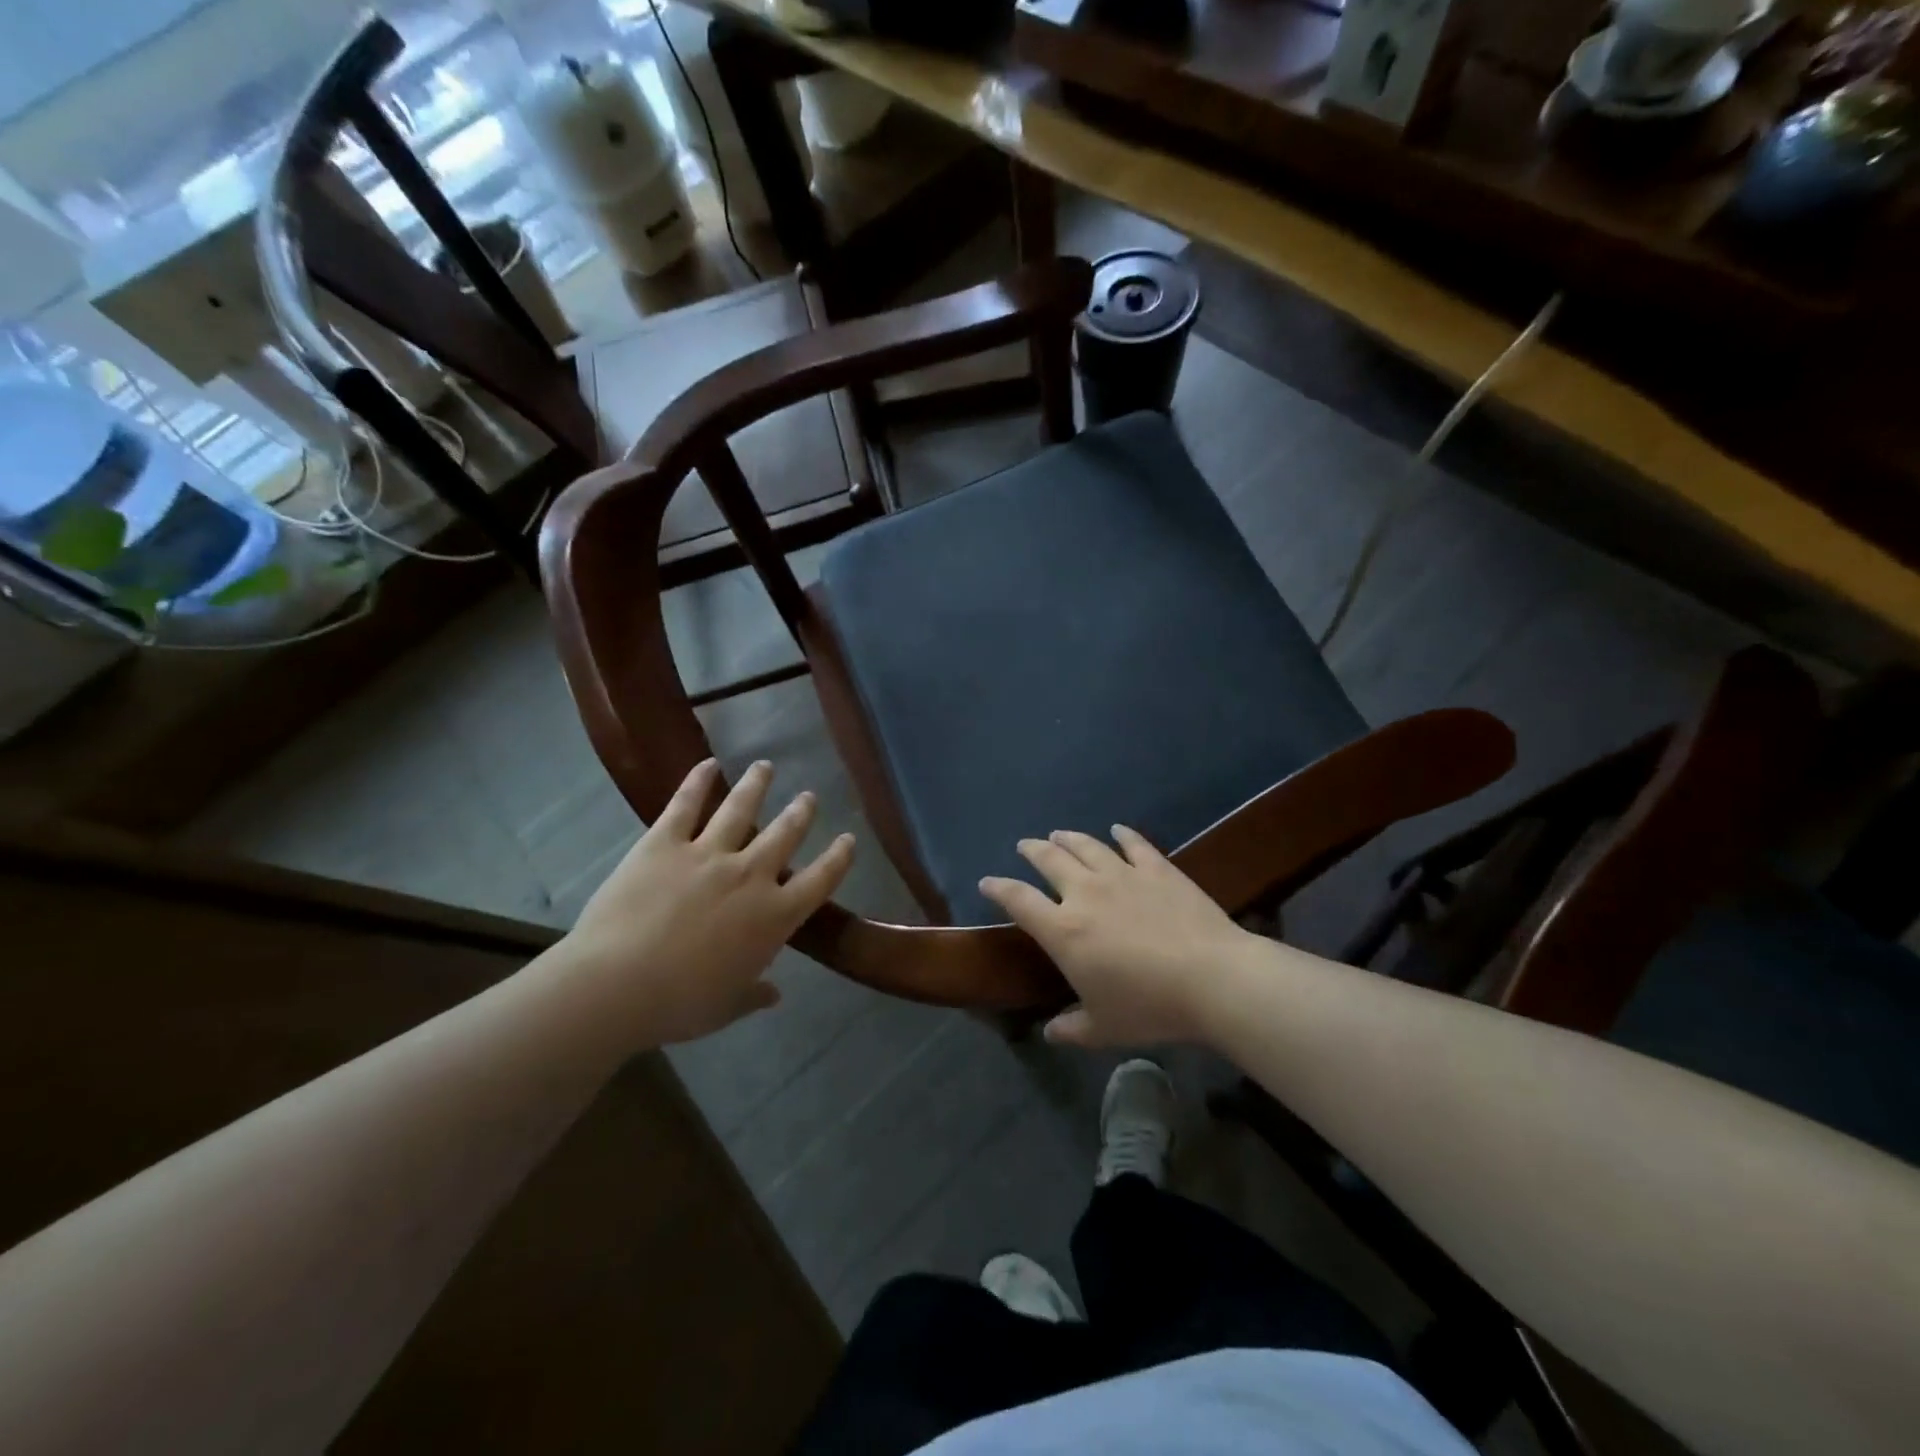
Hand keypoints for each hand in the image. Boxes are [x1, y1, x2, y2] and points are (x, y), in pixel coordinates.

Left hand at [558, 758, 853, 1045]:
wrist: (618, 985)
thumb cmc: (680, 1004)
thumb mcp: (726, 1007)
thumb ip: (754, 995)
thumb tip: (774, 994)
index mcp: (774, 917)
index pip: (820, 880)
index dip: (838, 858)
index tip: (849, 839)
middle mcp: (750, 876)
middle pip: (785, 834)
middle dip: (801, 812)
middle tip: (809, 797)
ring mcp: (708, 854)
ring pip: (740, 809)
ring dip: (756, 785)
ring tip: (765, 767)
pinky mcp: (664, 844)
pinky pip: (685, 805)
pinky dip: (697, 781)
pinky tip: (707, 763)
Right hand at [979, 827, 1254, 1047]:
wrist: (1211, 978)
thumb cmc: (1149, 1006)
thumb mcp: (1104, 1028)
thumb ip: (1072, 1028)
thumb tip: (1050, 1033)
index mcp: (1064, 930)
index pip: (1019, 900)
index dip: (998, 888)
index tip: (987, 882)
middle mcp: (1085, 893)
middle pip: (1050, 861)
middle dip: (1032, 851)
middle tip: (1025, 846)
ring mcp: (1122, 875)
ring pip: (1086, 846)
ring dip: (1068, 838)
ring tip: (1059, 833)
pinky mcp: (1157, 869)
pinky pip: (1134, 844)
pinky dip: (1123, 835)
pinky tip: (1117, 830)